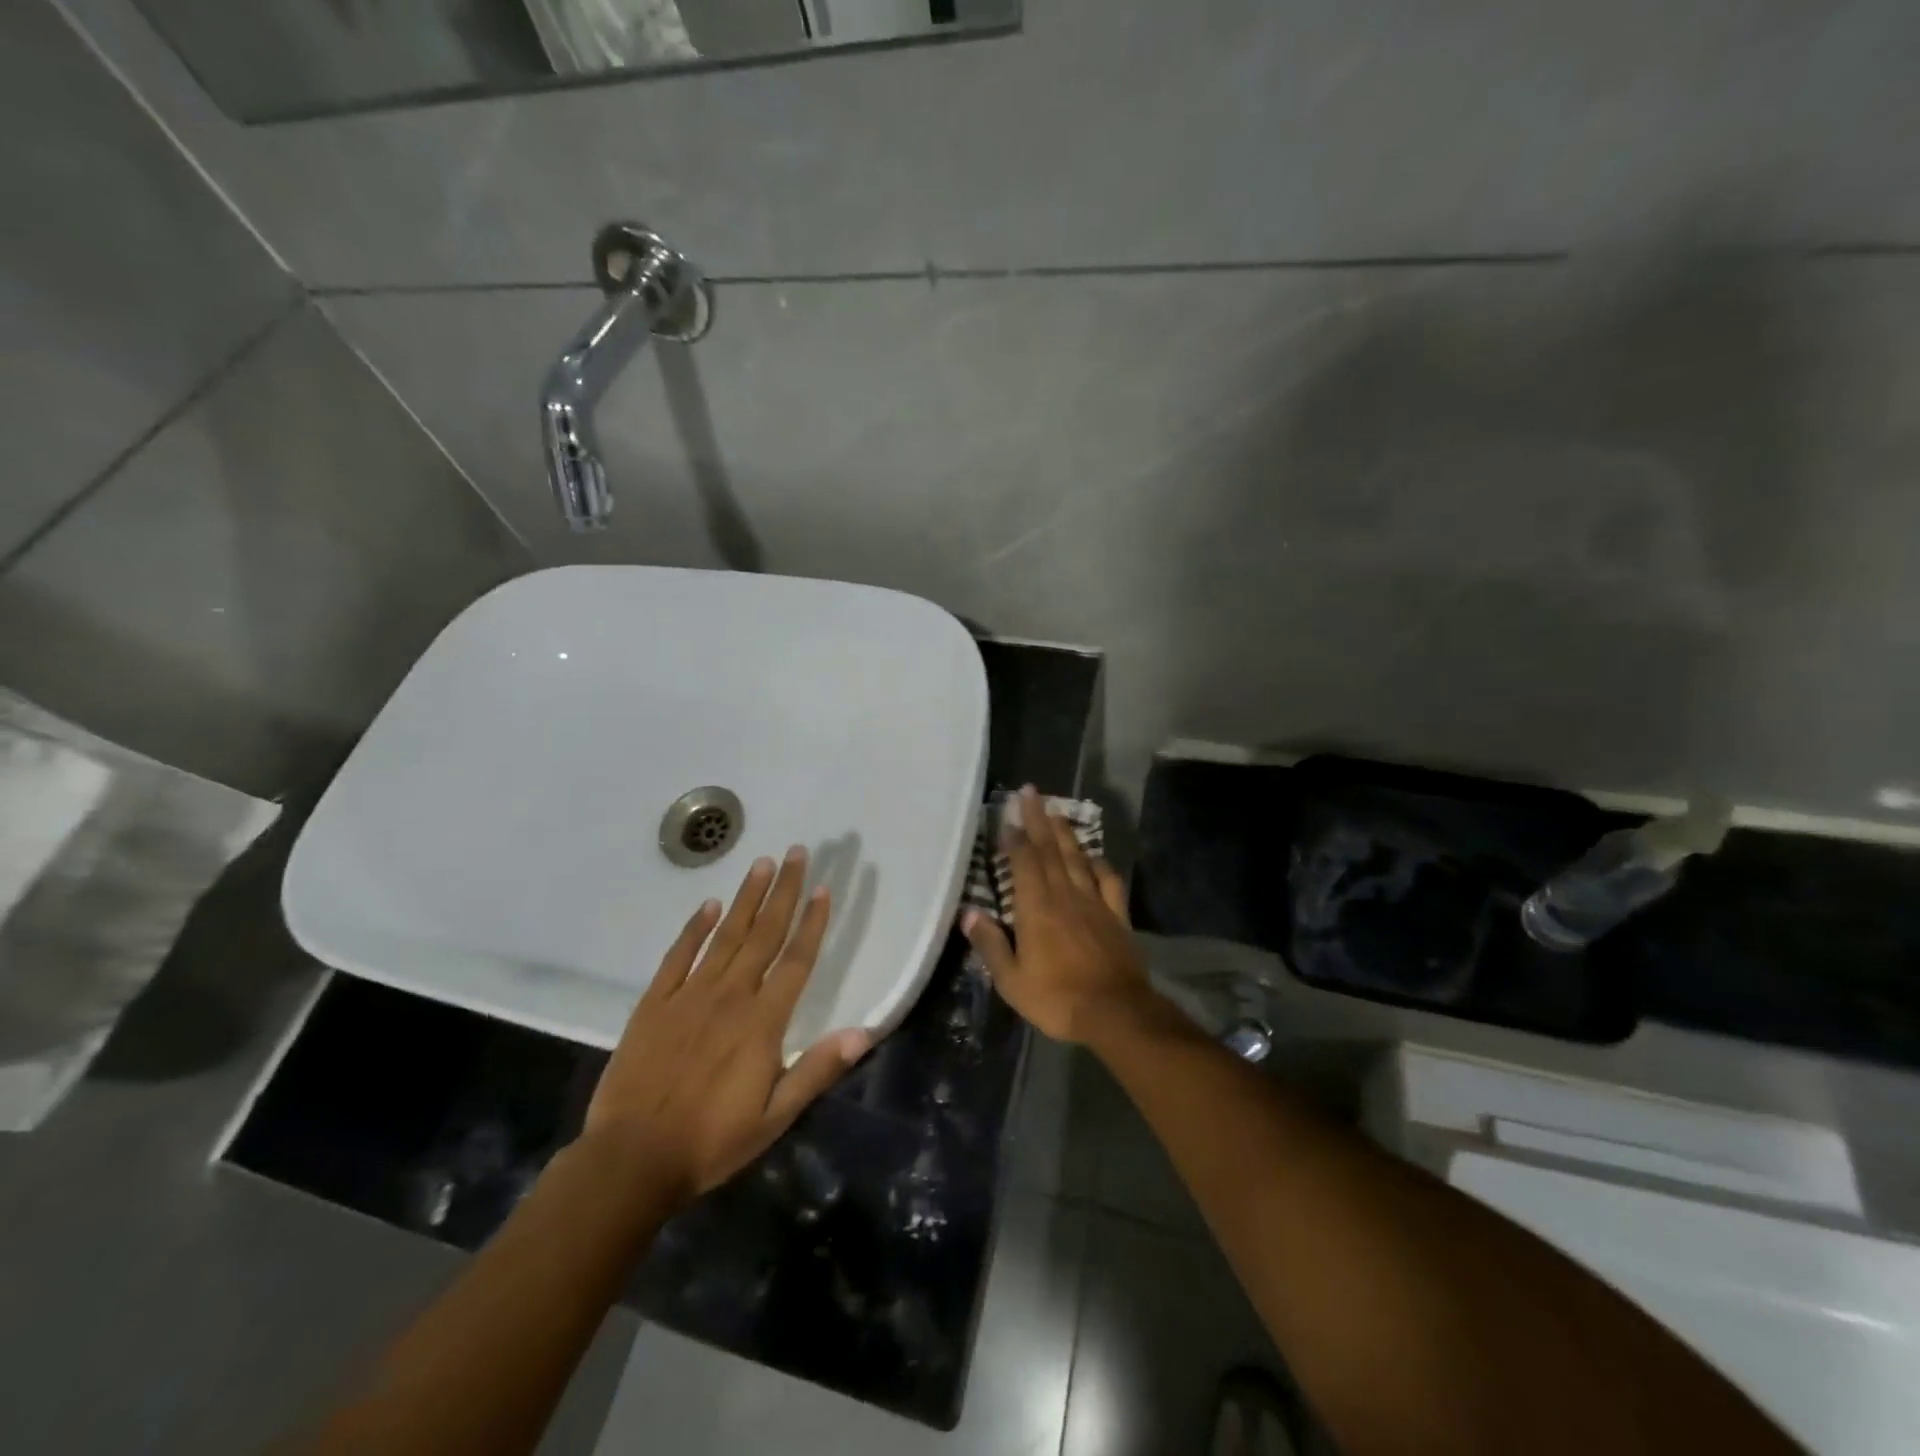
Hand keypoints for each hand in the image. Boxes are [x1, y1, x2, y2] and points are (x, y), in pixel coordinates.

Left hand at [580, 847, 870, 1208]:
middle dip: (784, 891)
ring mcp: (690, 995)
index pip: (796, 960)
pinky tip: (708, 906)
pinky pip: (679, 956)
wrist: (631, 1159)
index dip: (812, 923)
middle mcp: (730, 996)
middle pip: (764, 933)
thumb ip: (816, 1070)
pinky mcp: (655, 1003)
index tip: (823, 888)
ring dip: (746, 898)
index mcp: (762, 1022)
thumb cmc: (711, 1141)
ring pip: (725, 935)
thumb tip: (863, 1033)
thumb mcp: (774, 1117)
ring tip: (762, 863)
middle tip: (797, 852)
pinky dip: (694, 928)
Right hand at [961, 786, 1158, 1044]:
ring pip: (1077, 859)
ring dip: (1065, 833)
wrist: (1116, 1013)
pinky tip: (1093, 856)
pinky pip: (1107, 881)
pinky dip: (1099, 864)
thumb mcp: (1012, 981)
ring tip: (1055, 810)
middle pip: (1050, 850)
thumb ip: (990, 944)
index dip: (1016, 837)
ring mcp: (1094, 903)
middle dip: (1038, 819)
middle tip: (1031, 791)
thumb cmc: (1057, 999)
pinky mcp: (1117, 916)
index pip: (1025, 863)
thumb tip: (968, 914)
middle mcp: (1065, 896)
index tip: (1009, 813)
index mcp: (1036, 908)